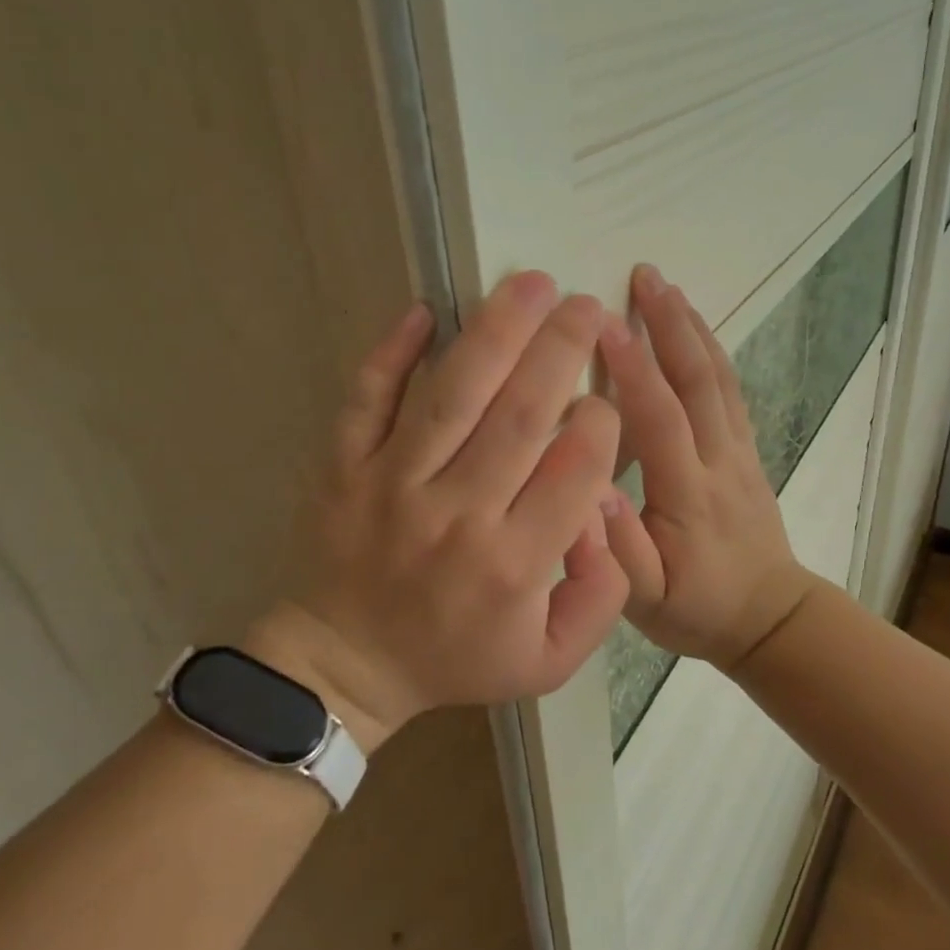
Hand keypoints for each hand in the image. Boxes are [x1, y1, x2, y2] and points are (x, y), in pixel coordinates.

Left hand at [250, 272, 629, 751]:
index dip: (602, 422)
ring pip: (453, 394)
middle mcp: (458, 514)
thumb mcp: (550, 660)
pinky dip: (392, 352)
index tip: (605, 400)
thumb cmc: (455, 658)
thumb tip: (605, 510)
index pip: (576, 469)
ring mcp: (393, 484)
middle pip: (522, 415)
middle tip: (586, 305)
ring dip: (497, 332)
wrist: (345, 666)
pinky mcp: (343, 467)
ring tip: (531, 283)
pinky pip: (367, 399)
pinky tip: (424, 309)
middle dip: (563, 351)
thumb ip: (601, 595)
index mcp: (515, 564)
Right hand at [598, 265, 814, 671]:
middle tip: (644, 276)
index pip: (660, 418)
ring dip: (693, 328)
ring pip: (718, 379)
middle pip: (698, 381)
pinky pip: (731, 392)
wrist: (769, 617)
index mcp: (688, 494)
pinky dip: (713, 352)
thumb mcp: (644, 600)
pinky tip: (696, 329)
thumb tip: (588, 490)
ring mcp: (740, 452)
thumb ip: (618, 550)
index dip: (633, 368)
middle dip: (669, 325)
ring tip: (667, 287)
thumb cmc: (697, 608)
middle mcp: (719, 461)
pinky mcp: (748, 451)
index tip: (602, 322)